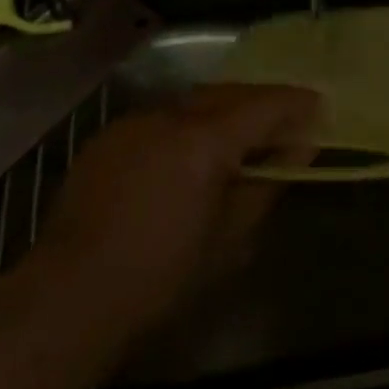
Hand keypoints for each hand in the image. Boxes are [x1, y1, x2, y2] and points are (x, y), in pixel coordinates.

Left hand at [32, 84, 319, 345]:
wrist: (69, 294)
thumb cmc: (161, 276)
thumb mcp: (229, 238)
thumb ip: (266, 183)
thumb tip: (299, 148)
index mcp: (204, 140)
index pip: (263, 105)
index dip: (296, 103)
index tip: (319, 105)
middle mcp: (169, 117)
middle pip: (228, 93)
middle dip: (261, 101)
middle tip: (286, 119)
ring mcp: (134, 122)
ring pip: (193, 101)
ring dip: (223, 110)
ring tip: (241, 136)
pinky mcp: (109, 136)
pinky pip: (162, 118)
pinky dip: (188, 124)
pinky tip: (190, 152)